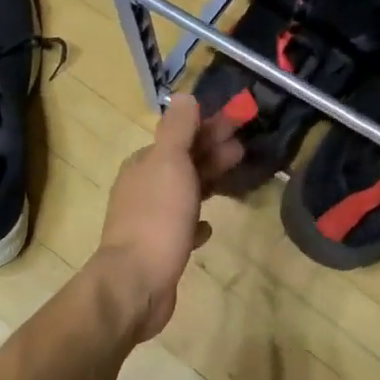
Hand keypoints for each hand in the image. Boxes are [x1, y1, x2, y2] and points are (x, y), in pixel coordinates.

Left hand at [93, 94, 243, 341]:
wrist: (136, 282)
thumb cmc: (157, 217)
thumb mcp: (169, 162)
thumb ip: (178, 129)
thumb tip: (184, 96)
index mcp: (143, 164)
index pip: (178, 136)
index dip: (207, 128)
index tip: (238, 124)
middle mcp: (142, 188)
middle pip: (181, 163)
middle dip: (210, 152)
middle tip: (242, 149)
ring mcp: (149, 220)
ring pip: (183, 193)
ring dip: (207, 182)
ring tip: (234, 179)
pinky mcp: (159, 249)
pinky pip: (181, 228)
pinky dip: (195, 222)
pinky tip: (208, 226)